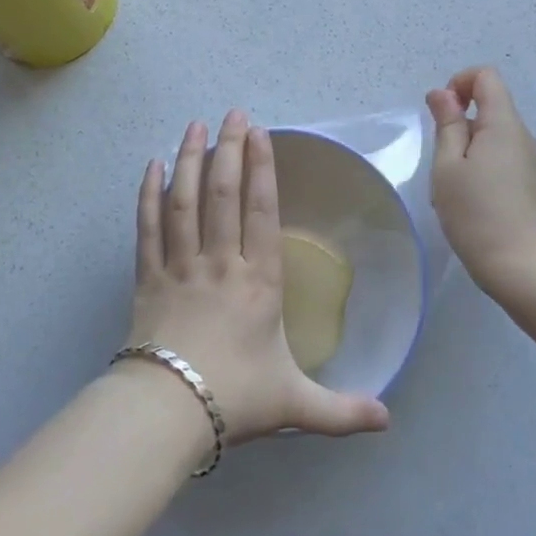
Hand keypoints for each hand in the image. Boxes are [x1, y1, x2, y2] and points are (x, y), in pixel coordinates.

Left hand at [123, 110, 389, 444]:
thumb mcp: (295, 405)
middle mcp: (219, 263)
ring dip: (190, 159)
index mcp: (257, 282)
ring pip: (184, 201)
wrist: (166, 413)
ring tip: (195, 125)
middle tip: (232, 113)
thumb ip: (342, 411)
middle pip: (222, 194)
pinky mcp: (147, 276)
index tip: (260, 135)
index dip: (261, 169)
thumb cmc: (234, 399)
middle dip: (229, 149)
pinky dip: (149, 193)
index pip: (260, 212)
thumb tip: (388, 421)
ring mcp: (180, 265)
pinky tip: (153, 165)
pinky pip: (148, 226)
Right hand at [426, 67, 535, 296]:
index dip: (458, 84)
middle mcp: (524, 137)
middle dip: (458, 125)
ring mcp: (532, 163)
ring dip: (467, 152)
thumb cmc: (479, 215)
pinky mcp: (533, 186)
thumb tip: (444, 94)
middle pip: (489, 108)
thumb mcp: (448, 168)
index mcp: (504, 124)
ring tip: (454, 191)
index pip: (486, 76)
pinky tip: (471, 205)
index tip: (441, 116)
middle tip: (441, 165)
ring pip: (493, 138)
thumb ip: (447, 125)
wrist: (528, 271)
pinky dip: (481, 169)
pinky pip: (503, 160)